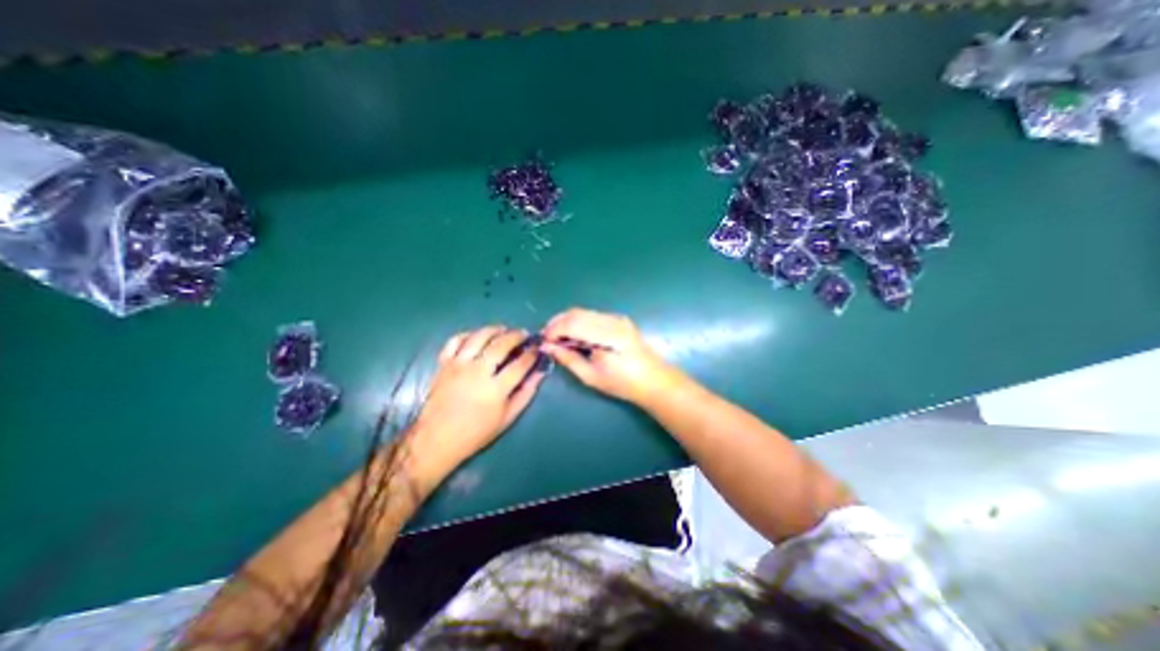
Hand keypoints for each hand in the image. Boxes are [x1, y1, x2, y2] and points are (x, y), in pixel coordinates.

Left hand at [412, 325, 548, 478]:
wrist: (437, 439)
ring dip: (495, 329)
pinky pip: (455, 340)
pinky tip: (477, 336)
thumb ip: (526, 393)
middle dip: (516, 336)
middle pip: (501, 345)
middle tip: (524, 334)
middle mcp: (478, 372)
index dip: (532, 353)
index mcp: (495, 389)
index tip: (537, 348)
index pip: (520, 364)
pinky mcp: (444, 364)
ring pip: (479, 337)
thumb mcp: (508, 418)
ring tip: (504, 329)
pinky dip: (468, 334)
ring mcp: (459, 365)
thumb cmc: (476, 432)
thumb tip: (540, 373)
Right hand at [539, 308, 680, 403]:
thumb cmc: (623, 384)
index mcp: (608, 336)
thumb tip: (547, 347)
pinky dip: (579, 322)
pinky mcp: (619, 320)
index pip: (573, 323)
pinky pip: (593, 315)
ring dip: (567, 321)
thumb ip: (569, 359)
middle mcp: (613, 321)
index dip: (554, 330)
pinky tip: (574, 335)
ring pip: (584, 312)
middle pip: (577, 313)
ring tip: (557, 337)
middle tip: (547, 339)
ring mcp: (617, 318)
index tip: (543, 342)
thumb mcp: (592, 377)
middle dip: (557, 323)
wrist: (655, 380)